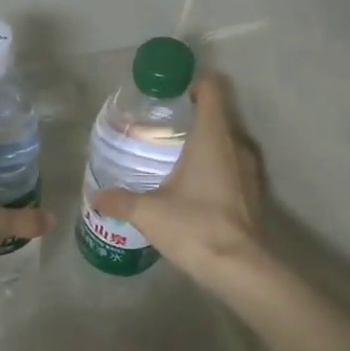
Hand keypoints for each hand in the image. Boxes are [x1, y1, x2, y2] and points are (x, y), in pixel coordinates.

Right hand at [90, 74, 265, 286]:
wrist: (239, 268)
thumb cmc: (194, 226)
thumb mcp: (148, 212)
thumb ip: (120, 199)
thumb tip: (96, 196)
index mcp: (212, 137)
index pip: (211, 90)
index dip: (193, 82)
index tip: (169, 91)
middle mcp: (236, 145)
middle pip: (217, 114)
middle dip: (192, 114)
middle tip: (163, 124)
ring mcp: (250, 169)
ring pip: (226, 141)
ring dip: (205, 141)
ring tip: (175, 153)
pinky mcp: (253, 193)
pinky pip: (233, 165)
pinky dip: (215, 165)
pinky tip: (194, 184)